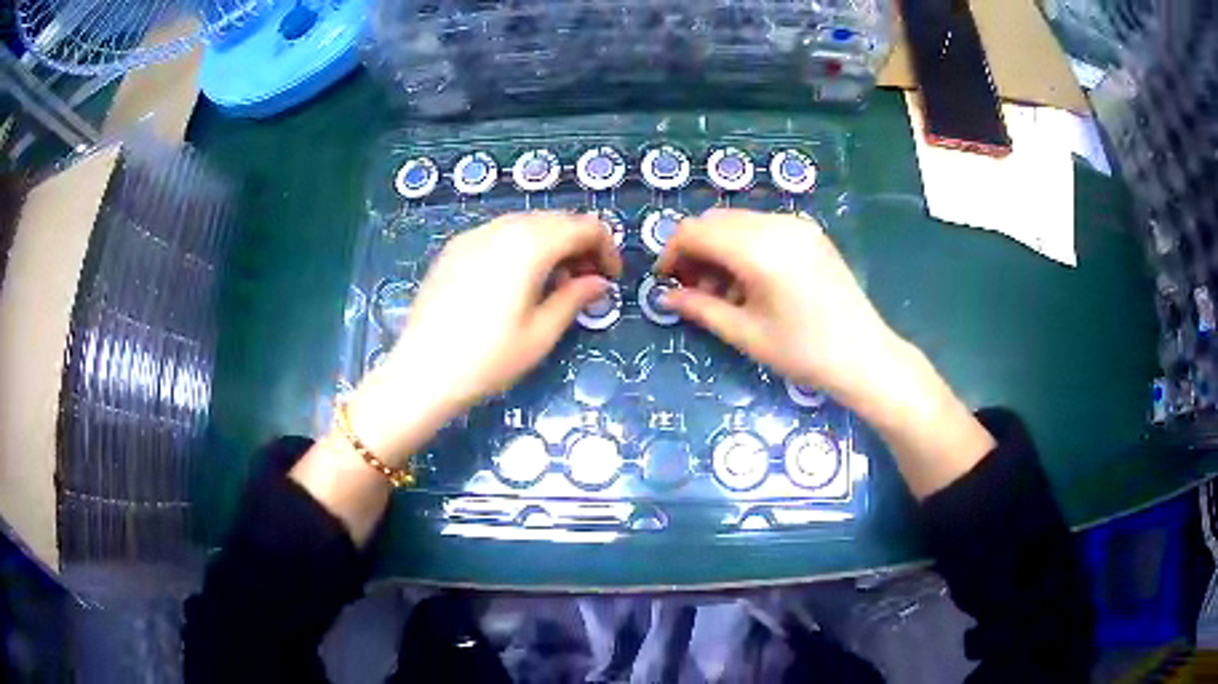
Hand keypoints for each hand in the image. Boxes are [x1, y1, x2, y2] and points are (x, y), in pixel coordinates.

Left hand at [348, 212, 620, 463]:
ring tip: (553, 284)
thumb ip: (575, 298)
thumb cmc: (488, 359)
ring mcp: (473, 235)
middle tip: (586, 282)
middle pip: (556, 220)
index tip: (610, 279)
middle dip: (579, 244)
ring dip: (551, 244)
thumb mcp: (541, 334)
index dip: (606, 248)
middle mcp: (502, 228)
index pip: (584, 227)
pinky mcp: (454, 249)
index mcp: (529, 245)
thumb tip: (599, 282)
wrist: (422, 373)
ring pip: (526, 224)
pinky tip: (516, 281)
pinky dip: (520, 247)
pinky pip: (499, 234)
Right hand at [656, 208, 901, 412]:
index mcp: (758, 250)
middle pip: (715, 221)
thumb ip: (700, 308)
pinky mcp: (810, 232)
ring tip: (724, 290)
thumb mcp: (745, 334)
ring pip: (738, 222)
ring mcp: (797, 225)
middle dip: (695, 250)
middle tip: (694, 289)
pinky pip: (763, 227)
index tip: (667, 281)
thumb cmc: (803, 352)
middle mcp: (776, 225)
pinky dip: (745, 246)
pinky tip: (751, 280)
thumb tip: (666, 296)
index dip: (672, 252)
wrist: (864, 355)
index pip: (695, 231)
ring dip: (719, 248)